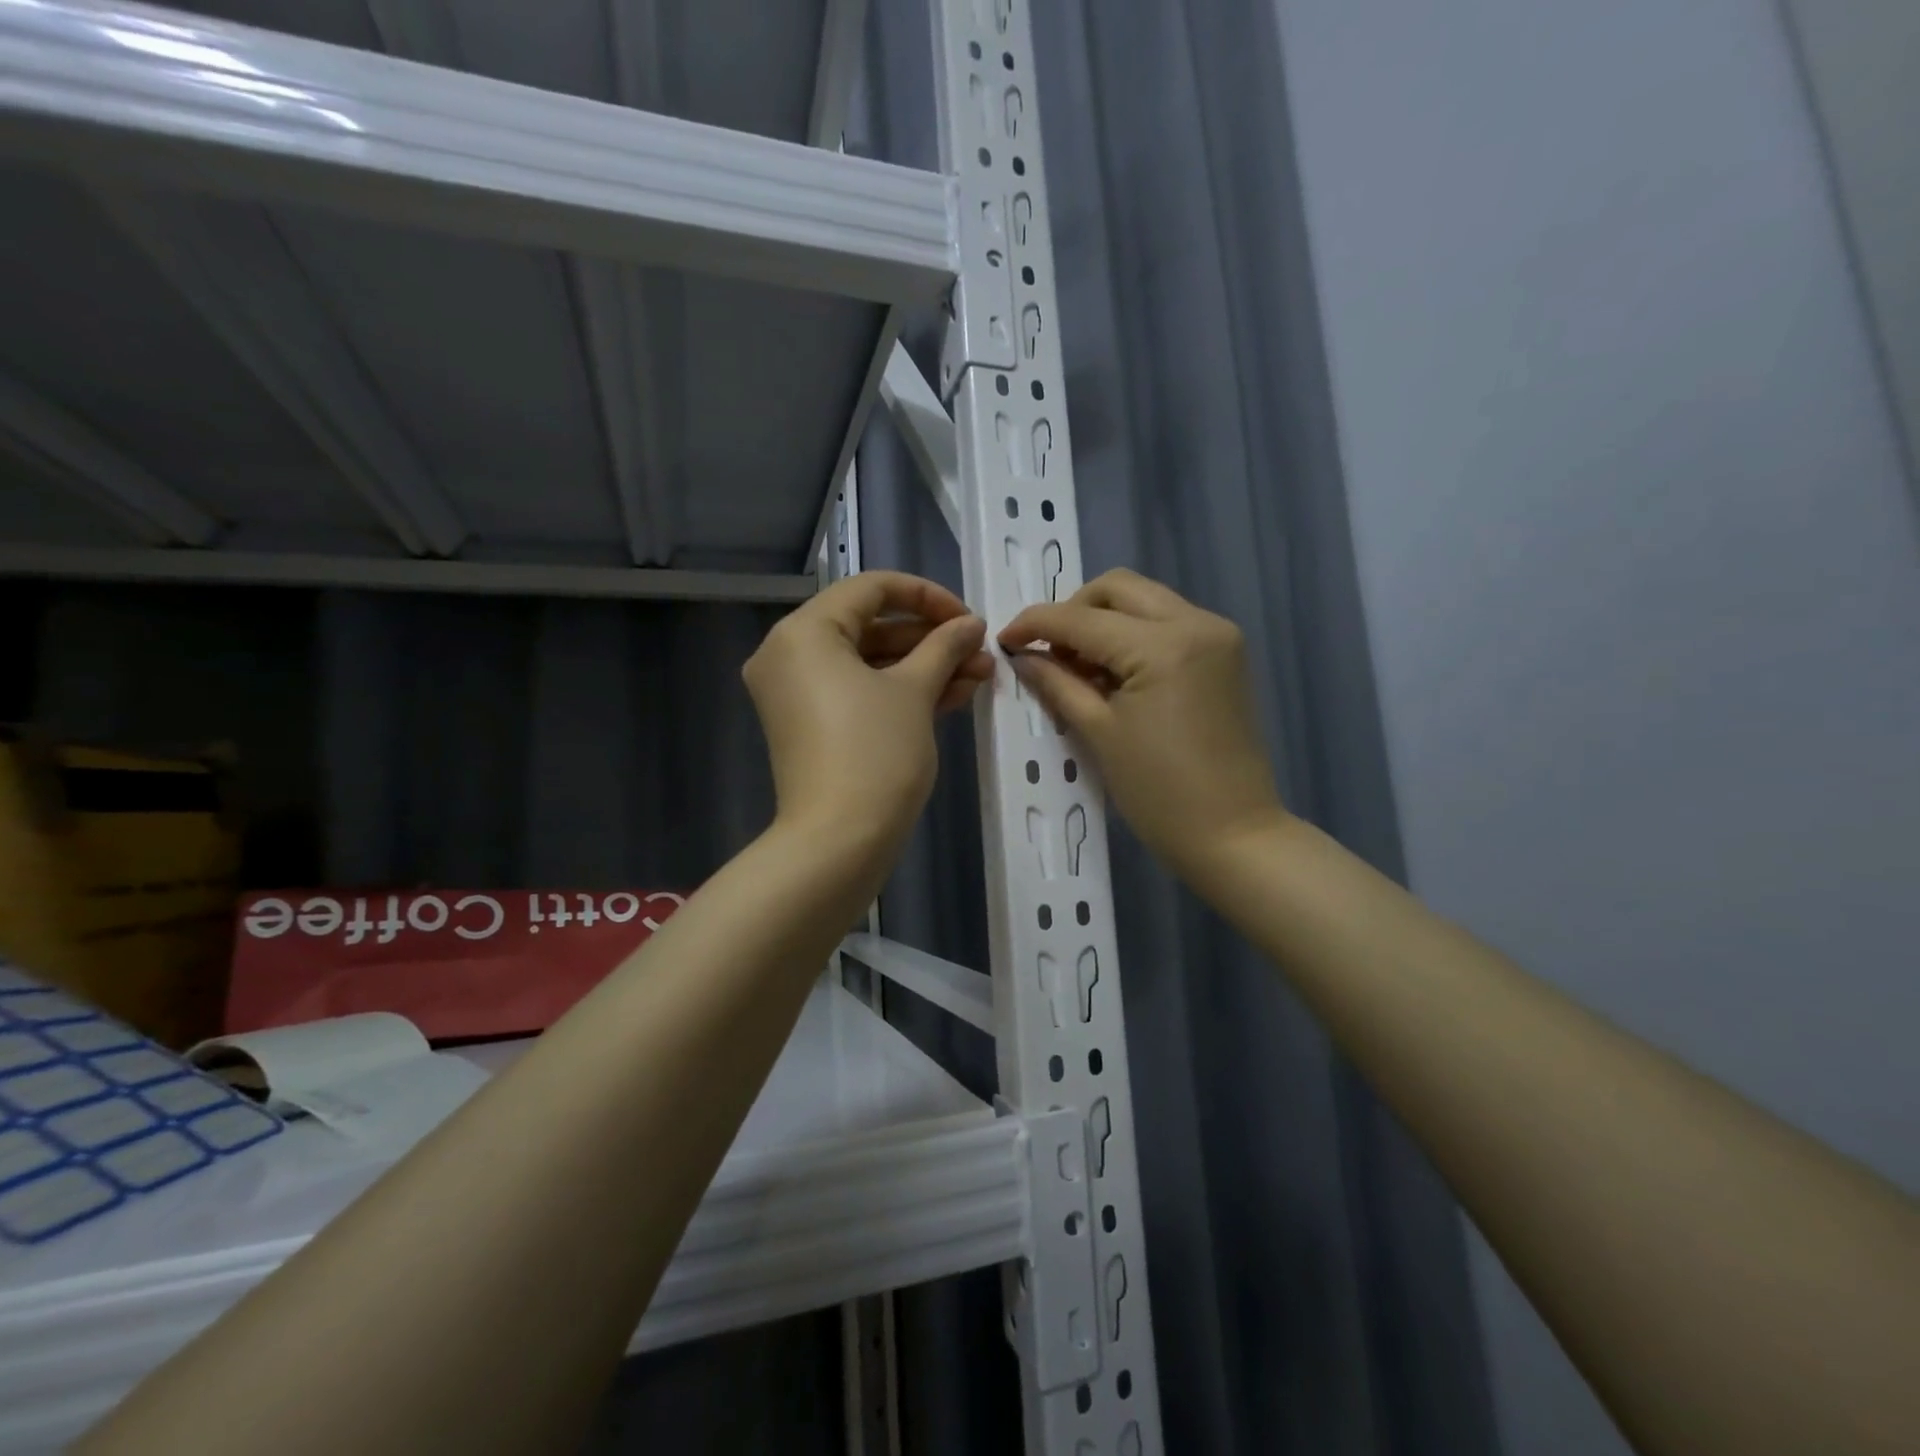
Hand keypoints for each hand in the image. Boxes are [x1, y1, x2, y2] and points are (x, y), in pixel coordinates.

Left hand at [744, 571, 991, 861]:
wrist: (838, 842)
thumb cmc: (876, 754)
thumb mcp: (915, 691)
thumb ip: (944, 646)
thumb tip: (970, 624)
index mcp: (805, 632)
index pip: (871, 589)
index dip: (927, 596)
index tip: (968, 619)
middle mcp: (789, 654)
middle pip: (870, 626)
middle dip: (931, 640)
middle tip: (980, 653)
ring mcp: (796, 693)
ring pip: (868, 663)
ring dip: (923, 667)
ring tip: (978, 677)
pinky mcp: (810, 725)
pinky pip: (857, 691)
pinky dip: (899, 691)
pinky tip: (952, 696)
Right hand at [998, 569, 1284, 879]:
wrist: (1234, 835)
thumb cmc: (1160, 794)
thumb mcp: (1098, 734)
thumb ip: (1057, 684)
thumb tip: (1022, 656)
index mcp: (1163, 646)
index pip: (1082, 618)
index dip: (1036, 624)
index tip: (1004, 638)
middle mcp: (1196, 623)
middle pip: (1118, 588)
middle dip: (1074, 611)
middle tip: (1050, 653)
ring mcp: (1217, 634)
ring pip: (1144, 600)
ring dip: (1104, 621)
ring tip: (1080, 668)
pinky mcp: (1225, 652)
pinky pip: (1167, 622)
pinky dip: (1133, 634)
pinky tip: (1115, 672)